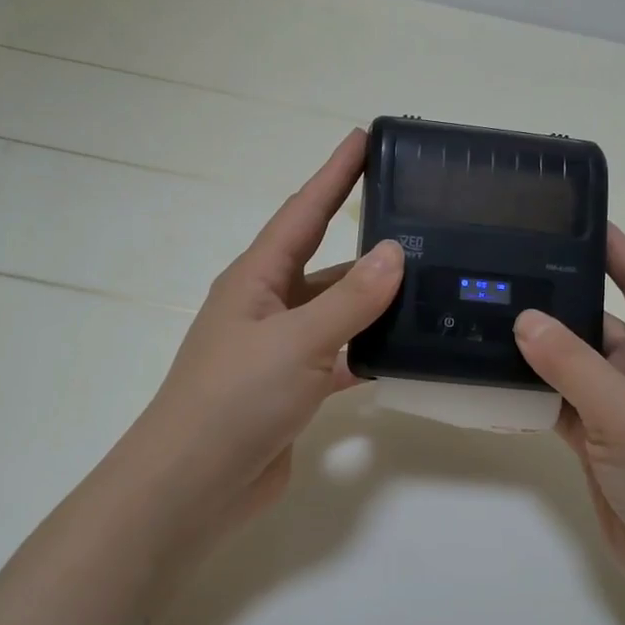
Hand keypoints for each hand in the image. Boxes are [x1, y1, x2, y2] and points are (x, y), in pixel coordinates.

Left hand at [116, 131, 402, 540]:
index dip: (335, 174)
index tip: (365, 138)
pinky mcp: (293, 389)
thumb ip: (350, 300)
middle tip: (421, 221)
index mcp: (256, 279)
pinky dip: (368, 351)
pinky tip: (404, 349)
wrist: (195, 485)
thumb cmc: (235, 399)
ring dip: (374, 301)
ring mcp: (279, 350)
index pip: (304, 212)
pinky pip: (339, 357)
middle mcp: (266, 306)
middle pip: (325, 262)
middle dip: (367, 241)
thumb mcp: (296, 341)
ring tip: (429, 284)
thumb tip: (395, 252)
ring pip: (336, 312)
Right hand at [512, 225, 624, 603]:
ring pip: (575, 364)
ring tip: (485, 319)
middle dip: (558, 301)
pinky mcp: (602, 441)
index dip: (614, 249)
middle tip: (501, 273)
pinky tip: (496, 377)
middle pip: (600, 320)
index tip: (571, 221)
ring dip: (540, 350)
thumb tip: (524, 319)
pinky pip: (563, 403)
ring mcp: (624, 407)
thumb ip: (571, 363)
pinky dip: (536, 392)